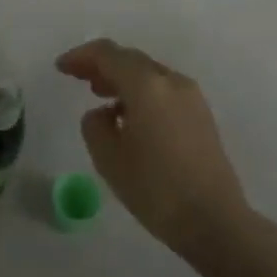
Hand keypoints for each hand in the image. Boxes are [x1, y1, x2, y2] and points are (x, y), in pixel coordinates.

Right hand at [57, 39, 255, 261]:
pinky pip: (163, 90)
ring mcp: (191, 97)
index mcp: (146, 85)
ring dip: (122, 78)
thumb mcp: (109, 158)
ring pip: (148, 74)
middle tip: (78, 77)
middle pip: (130, 59)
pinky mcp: (201, 115)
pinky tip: (130, 117)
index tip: (61, 67)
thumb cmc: (156, 189)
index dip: (81, 56)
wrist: (215, 222)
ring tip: (101, 95)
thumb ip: (95, 125)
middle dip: (102, 64)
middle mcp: (171, 81)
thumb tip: (103, 113)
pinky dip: (141, 92)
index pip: (108, 54)